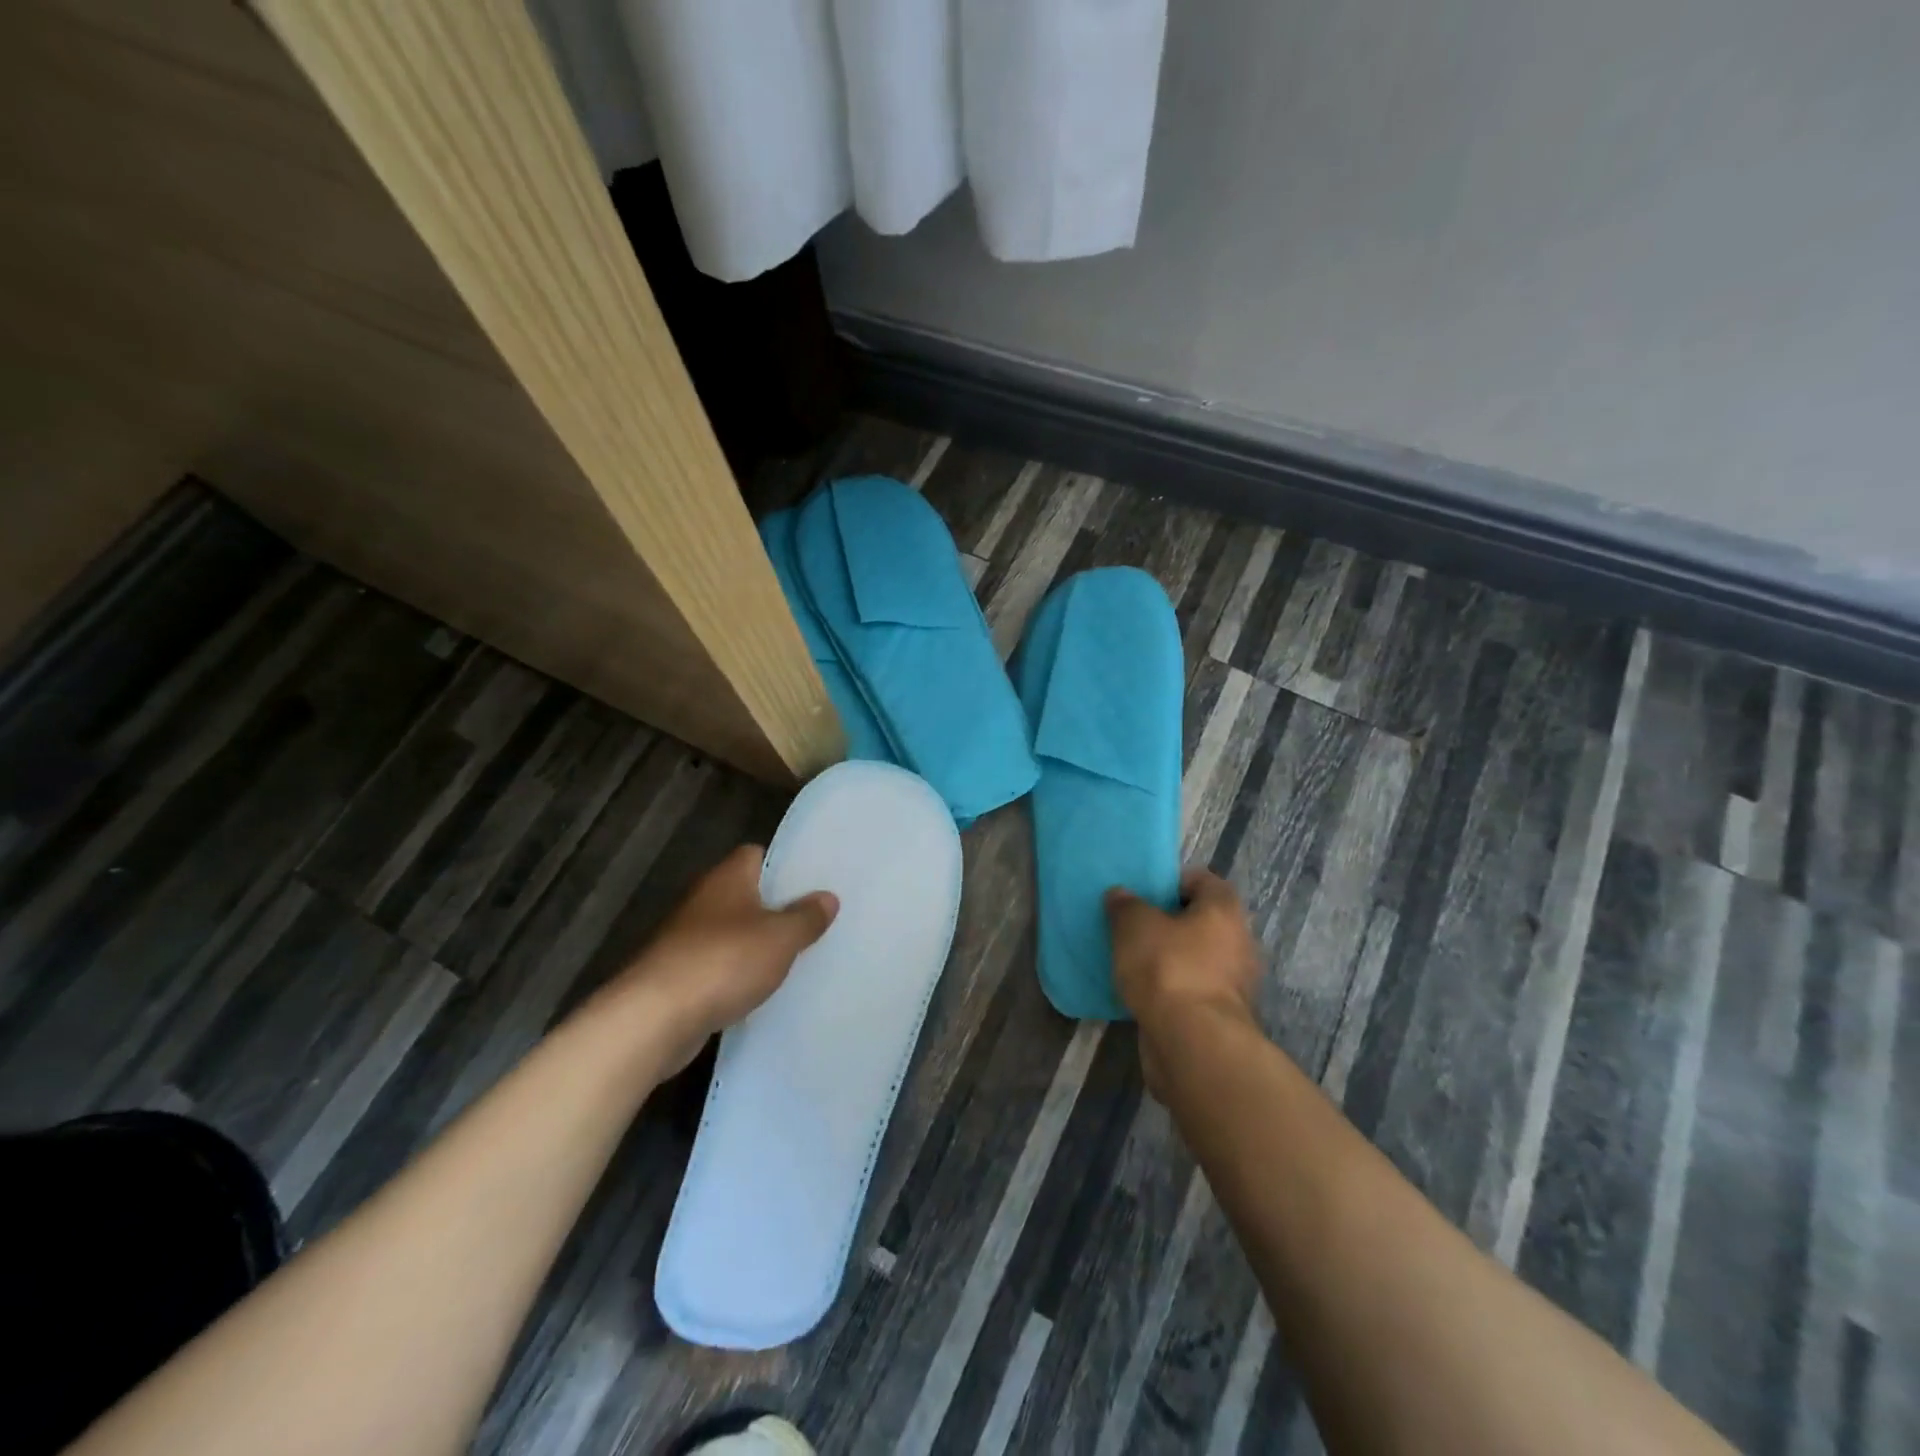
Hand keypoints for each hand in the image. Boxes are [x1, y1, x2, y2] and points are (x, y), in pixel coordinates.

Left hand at [613, 845, 837, 1073]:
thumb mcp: (780, 938)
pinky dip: (738, 974)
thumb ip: (806, 917)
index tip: (815, 881)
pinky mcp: (679, 975)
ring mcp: (687, 938)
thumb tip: (827, 897)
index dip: (785, 865)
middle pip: (747, 894)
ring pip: (733, 932)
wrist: (654, 1018)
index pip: (757, 855)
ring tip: (798, 955)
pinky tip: (762, 989)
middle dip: (777, 907)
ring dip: (757, 944)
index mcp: (727, 877)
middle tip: (816, 920)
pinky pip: (719, 965)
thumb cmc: (723, 961)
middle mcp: (704, 900)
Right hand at [1105, 869, 1260, 1097]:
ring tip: (1133, 960)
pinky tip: (1143, 992)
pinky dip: (1172, 988)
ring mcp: (1233, 983)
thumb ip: (1125, 905)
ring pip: (1197, 957)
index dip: (1171, 882)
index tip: (1142, 893)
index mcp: (1223, 910)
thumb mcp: (1134, 925)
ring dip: (1170, 957)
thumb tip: (1120, 895)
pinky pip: (1192, 988)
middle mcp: (1238, 942)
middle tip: (1134, 926)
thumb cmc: (1167, 968)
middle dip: (1169, 922)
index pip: (1201, 880)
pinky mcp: (1221, 1015)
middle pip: (1201, 920)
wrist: (1193, 1043)